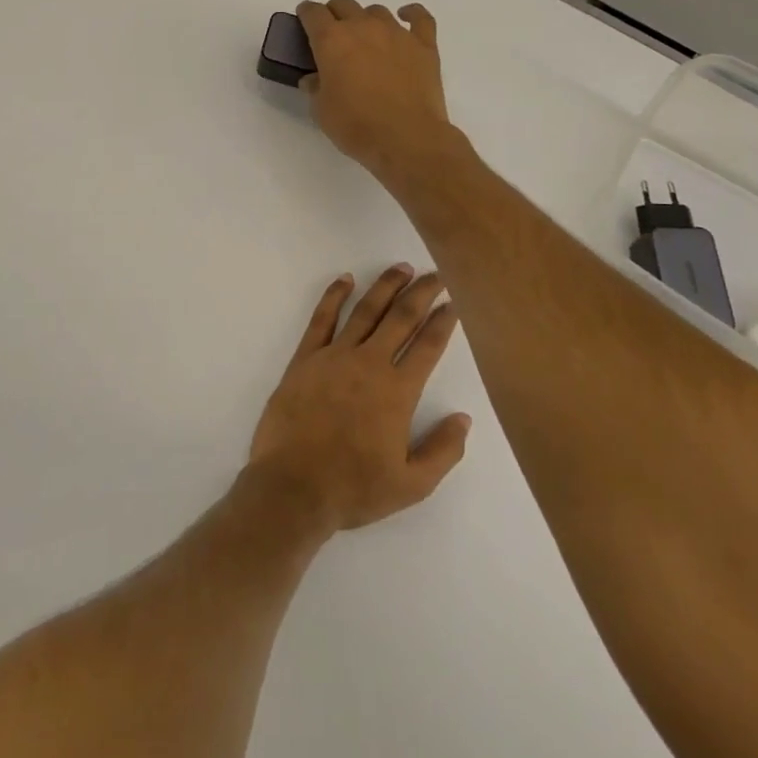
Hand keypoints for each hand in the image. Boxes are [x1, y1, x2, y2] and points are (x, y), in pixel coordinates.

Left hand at [247, 265, 472, 533]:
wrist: (293, 487)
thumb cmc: (353, 489)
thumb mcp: (412, 485)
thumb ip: (443, 451)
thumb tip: (464, 419)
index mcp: (398, 391)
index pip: (428, 346)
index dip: (444, 321)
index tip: (454, 303)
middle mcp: (369, 364)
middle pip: (401, 317)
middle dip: (422, 292)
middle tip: (436, 273)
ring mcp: (334, 357)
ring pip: (365, 310)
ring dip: (385, 286)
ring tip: (401, 268)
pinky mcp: (304, 359)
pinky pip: (321, 319)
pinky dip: (333, 296)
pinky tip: (345, 280)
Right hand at [296, 0, 459, 184]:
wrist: (406, 138)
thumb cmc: (356, 126)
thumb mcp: (321, 111)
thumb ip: (315, 88)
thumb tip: (314, 79)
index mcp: (332, 40)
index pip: (313, 13)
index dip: (306, 14)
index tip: (305, 21)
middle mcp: (363, 27)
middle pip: (344, 4)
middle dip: (334, 14)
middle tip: (333, 36)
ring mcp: (396, 33)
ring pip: (376, 11)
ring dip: (366, 19)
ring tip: (366, 39)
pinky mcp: (424, 45)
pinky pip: (419, 17)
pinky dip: (411, 14)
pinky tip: (406, 17)